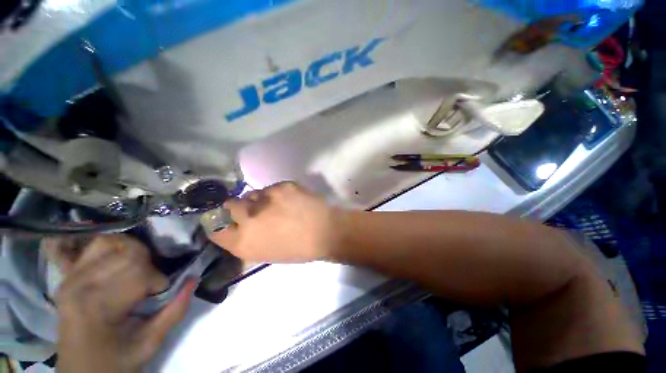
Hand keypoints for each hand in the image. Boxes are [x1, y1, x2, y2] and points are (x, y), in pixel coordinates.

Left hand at [54, 234, 194, 372]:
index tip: (159, 295)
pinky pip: (95, 246)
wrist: (80, 370)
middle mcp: (79, 285)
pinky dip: (115, 247)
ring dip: (133, 252)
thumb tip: (193, 279)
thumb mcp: (149, 344)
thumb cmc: (115, 362)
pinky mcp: (69, 274)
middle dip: (148, 264)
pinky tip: (122, 262)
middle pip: (126, 253)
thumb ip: (174, 312)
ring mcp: (71, 277)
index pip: (137, 273)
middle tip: (150, 283)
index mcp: (96, 307)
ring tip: (138, 269)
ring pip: (110, 242)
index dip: (157, 281)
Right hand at [208, 182, 339, 262]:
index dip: (219, 224)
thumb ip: (248, 241)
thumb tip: (240, 229)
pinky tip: (289, 200)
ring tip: (276, 205)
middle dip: (238, 207)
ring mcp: (266, 198)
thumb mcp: (267, 254)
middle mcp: (249, 217)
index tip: (226, 221)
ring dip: (259, 200)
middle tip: (253, 210)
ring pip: (252, 193)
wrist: (325, 231)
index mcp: (244, 242)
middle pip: (230, 205)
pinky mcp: (282, 186)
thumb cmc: (298, 249)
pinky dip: (277, 193)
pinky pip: (271, 188)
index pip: (215, 229)